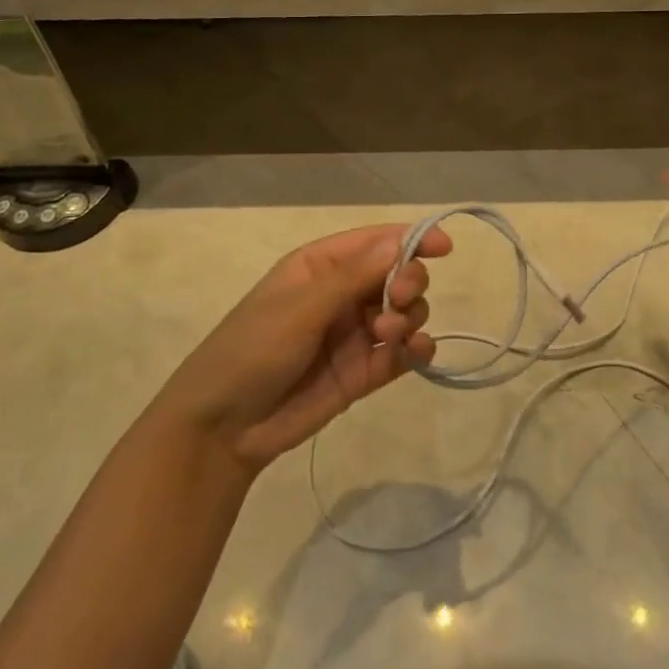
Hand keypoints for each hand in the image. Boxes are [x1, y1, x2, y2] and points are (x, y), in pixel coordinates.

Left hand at [153, 224, 452, 472]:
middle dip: (409, 282)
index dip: (412, 239)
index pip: (376, 242)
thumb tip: (400, 243)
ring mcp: (356, 333)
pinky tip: (417, 353)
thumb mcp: (300, 307)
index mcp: (321, 266)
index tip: (444, 248)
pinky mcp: (366, 371)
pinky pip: (405, 351)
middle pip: (398, 274)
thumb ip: (353, 277)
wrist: (224, 428)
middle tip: (399, 300)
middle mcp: (343, 294)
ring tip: (387, 337)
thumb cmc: (252, 350)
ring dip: (408, 317)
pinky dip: (418, 349)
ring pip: (406, 311)